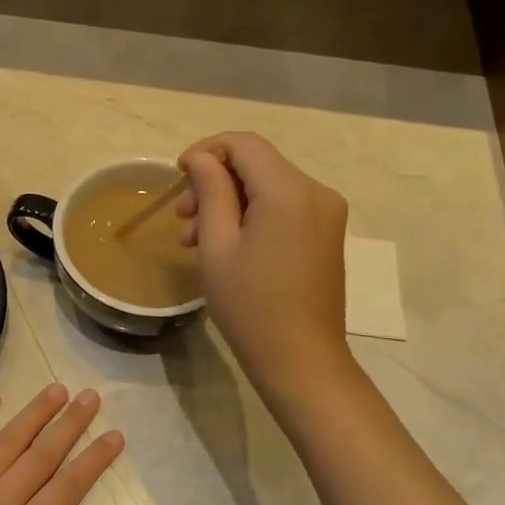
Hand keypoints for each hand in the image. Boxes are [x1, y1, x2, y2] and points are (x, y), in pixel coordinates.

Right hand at [177, 132, 352, 400]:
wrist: (301, 360)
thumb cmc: (250, 306)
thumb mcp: (217, 245)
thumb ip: (210, 190)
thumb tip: (200, 158)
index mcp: (289, 191)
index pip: (244, 144)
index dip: (207, 151)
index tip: (178, 176)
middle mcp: (316, 192)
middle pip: (257, 164)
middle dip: (214, 182)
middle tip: (181, 218)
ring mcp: (326, 213)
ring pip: (268, 185)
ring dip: (229, 201)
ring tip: (195, 239)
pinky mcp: (327, 232)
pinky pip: (284, 206)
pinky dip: (253, 215)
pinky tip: (227, 245)